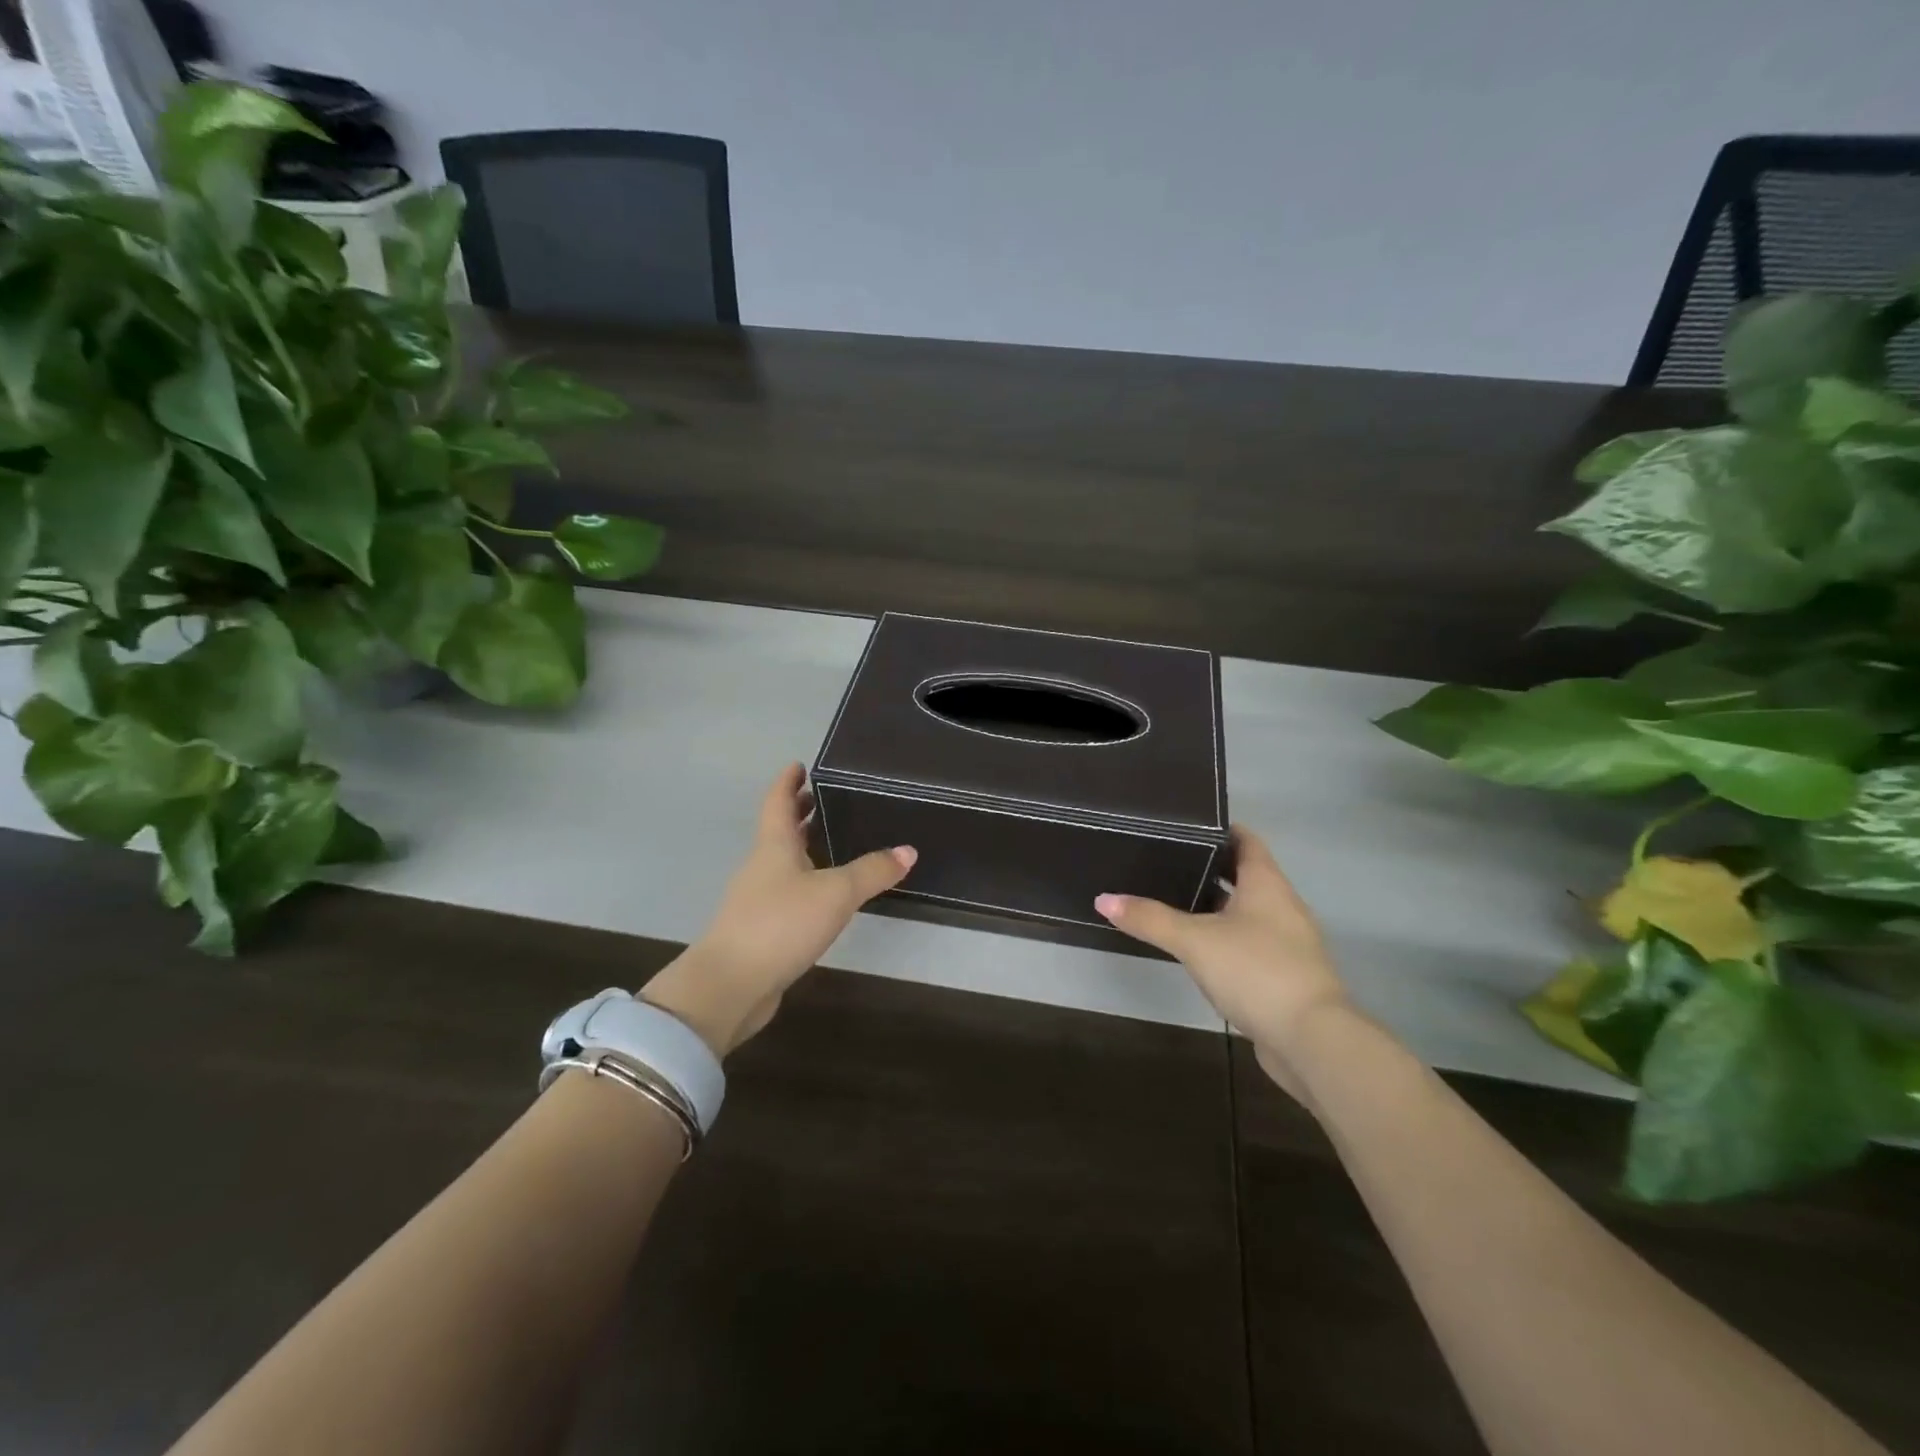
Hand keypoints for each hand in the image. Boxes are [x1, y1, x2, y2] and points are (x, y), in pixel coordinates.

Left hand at [639, 764, 915, 1055]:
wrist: (730, 985)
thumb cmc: (780, 924)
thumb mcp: (836, 893)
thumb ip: (872, 871)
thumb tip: (908, 850)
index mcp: (774, 846)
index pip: (778, 801)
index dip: (788, 782)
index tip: (800, 765)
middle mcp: (762, 866)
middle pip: (779, 830)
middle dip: (799, 812)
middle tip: (823, 798)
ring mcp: (757, 898)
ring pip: (782, 861)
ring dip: (802, 846)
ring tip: (833, 840)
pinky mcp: (761, 928)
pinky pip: (786, 891)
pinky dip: (805, 880)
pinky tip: (825, 893)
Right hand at [1095, 826, 1348, 1099]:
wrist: (1312, 1041)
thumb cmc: (1256, 971)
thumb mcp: (1195, 941)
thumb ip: (1150, 919)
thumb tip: (1103, 899)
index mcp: (1267, 885)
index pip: (1246, 841)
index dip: (1220, 829)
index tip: (1185, 824)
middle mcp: (1281, 907)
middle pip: (1244, 875)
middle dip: (1209, 868)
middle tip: (1165, 860)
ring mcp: (1286, 943)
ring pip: (1245, 912)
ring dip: (1214, 905)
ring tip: (1171, 899)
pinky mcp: (1283, 975)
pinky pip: (1248, 943)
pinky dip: (1223, 938)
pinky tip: (1195, 948)